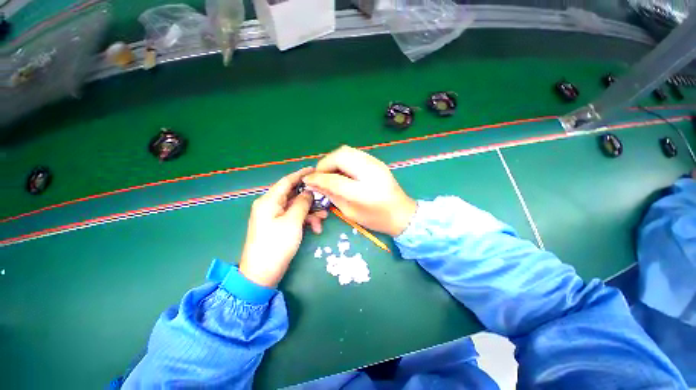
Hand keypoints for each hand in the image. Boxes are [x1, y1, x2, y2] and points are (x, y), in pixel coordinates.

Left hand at [239, 167, 327, 287]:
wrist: (261, 275)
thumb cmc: (276, 246)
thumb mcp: (292, 222)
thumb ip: (302, 203)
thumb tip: (309, 191)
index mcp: (269, 201)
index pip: (287, 181)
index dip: (301, 174)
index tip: (315, 169)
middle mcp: (270, 205)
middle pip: (293, 195)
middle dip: (310, 198)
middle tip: (326, 200)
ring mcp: (274, 216)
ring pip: (296, 207)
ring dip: (310, 212)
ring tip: (323, 219)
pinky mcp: (278, 226)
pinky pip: (294, 217)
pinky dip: (305, 220)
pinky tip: (315, 228)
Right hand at [303, 146, 416, 236]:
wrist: (402, 213)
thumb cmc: (377, 219)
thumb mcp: (351, 212)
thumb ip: (332, 195)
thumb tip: (314, 184)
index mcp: (364, 191)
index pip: (334, 178)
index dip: (318, 178)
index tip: (307, 180)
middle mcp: (371, 172)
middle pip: (341, 155)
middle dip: (324, 163)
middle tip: (320, 176)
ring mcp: (375, 163)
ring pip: (346, 150)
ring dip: (333, 159)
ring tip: (329, 173)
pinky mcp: (376, 161)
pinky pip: (354, 153)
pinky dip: (342, 159)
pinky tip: (341, 170)